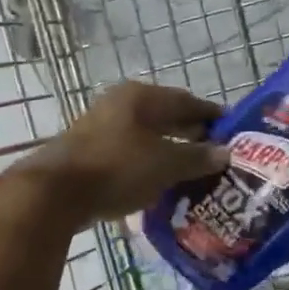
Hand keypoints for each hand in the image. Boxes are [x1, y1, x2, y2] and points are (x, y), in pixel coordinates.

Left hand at [18, 82, 230, 226]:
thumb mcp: (165, 164)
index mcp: (141, 97)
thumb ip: (196, 157)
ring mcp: (102, 127)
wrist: (55, 193)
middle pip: (165, 117)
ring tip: (192, 171)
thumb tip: (225, 153)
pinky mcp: (90, 152)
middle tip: (216, 154)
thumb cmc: (117, 168)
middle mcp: (121, 104)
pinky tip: (160, 183)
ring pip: (147, 136)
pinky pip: (130, 154)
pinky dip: (148, 165)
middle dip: (191, 134)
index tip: (233, 131)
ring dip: (169, 151)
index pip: (187, 101)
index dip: (211, 115)